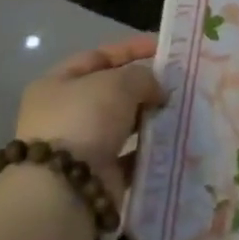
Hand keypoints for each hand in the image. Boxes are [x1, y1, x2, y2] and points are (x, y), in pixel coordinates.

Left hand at [15, 35, 165, 199]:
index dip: (132, 49)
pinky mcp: (97, 176)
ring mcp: (80, 147)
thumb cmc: (85, 120)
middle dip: (144, 87)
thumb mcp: (118, 83)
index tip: (166, 49)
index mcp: (57, 83)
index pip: (99, 56)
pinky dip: (150, 149)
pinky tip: (174, 141)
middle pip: (111, 92)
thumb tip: (157, 90)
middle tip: (179, 83)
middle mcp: (64, 113)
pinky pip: (130, 156)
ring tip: (181, 110)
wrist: (66, 190)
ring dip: (149, 118)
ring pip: (122, 125)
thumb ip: (143, 77)